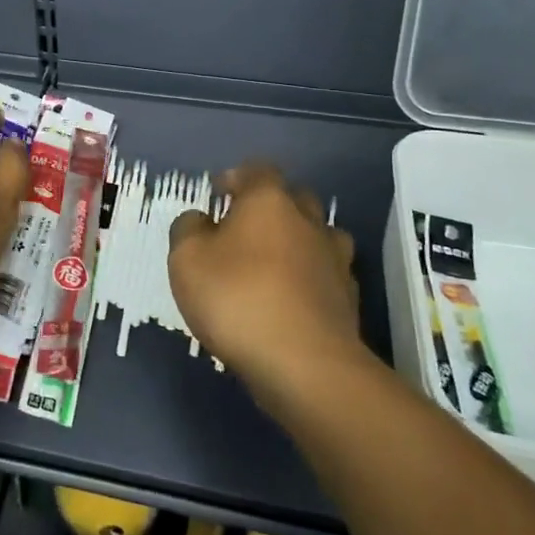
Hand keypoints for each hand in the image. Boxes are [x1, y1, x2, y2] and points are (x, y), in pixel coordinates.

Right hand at [168, 163, 359, 401]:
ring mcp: (335, 260)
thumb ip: (188, 229)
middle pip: (294, 199)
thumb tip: (200, 219)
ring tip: (273, 263)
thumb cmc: (236, 298)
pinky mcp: (348, 299)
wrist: (304, 364)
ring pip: (318, 236)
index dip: (237, 177)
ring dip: (297, 242)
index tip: (220, 192)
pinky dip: (310, 279)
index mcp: (268, 201)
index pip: (258, 171)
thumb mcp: (186, 259)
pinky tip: (293, 299)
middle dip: (270, 207)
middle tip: (243, 228)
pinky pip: (327, 275)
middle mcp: (308, 221)